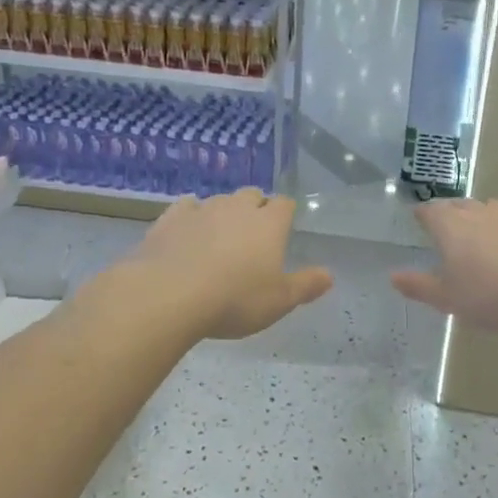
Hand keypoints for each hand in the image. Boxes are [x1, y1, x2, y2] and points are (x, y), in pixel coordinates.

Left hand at [131, 190, 332, 339]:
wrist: (168, 296)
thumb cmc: (234, 300)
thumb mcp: (279, 302)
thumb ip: (306, 286)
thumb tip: (329, 275)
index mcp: (269, 224)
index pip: (284, 204)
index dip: (285, 214)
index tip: (284, 227)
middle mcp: (237, 208)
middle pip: (252, 195)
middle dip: (255, 208)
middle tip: (253, 234)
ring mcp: (202, 210)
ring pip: (220, 200)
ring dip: (224, 213)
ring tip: (220, 237)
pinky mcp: (170, 218)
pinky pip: (187, 208)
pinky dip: (191, 216)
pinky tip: (188, 232)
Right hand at [391, 199, 497, 330]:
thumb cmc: (491, 295)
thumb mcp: (449, 299)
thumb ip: (419, 286)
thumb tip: (393, 276)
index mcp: (450, 226)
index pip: (429, 211)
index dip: (422, 215)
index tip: (419, 220)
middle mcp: (477, 211)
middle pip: (457, 205)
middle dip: (448, 214)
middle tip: (445, 231)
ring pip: (485, 208)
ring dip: (477, 218)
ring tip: (477, 237)